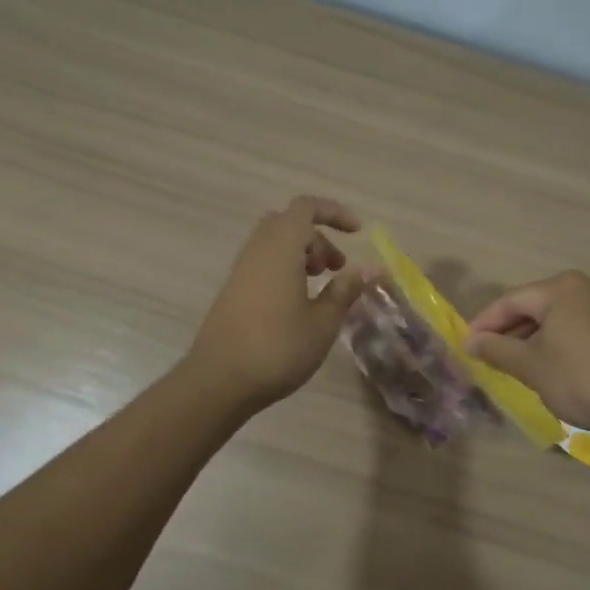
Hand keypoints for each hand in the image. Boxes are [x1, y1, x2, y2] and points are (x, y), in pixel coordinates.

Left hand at [187, 196, 366, 411]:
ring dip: (303, 255)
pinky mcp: (233, 292)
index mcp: (281, 248)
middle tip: (337, 268)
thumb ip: (346, 290)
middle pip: (289, 224)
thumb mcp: (323, 321)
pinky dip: (286, 270)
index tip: (357, 233)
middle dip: (319, 238)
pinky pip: (264, 264)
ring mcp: (241, 271)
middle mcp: (257, 251)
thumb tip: (371, 268)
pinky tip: (298, 305)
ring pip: (275, 244)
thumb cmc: (278, 348)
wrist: (219, 382)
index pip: (306, 207)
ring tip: (322, 288)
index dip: (334, 213)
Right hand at [465, 271, 589, 439]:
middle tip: (490, 356)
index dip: (485, 323)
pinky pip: (581, 328)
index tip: (467, 345)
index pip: (511, 301)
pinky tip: (554, 366)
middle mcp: (587, 287)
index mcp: (561, 288)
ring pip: (560, 318)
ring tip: (519, 364)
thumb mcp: (532, 366)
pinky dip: (561, 342)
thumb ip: (497, 350)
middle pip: (537, 306)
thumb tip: (471, 342)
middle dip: (511, 331)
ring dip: (536, 339)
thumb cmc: (581, 379)